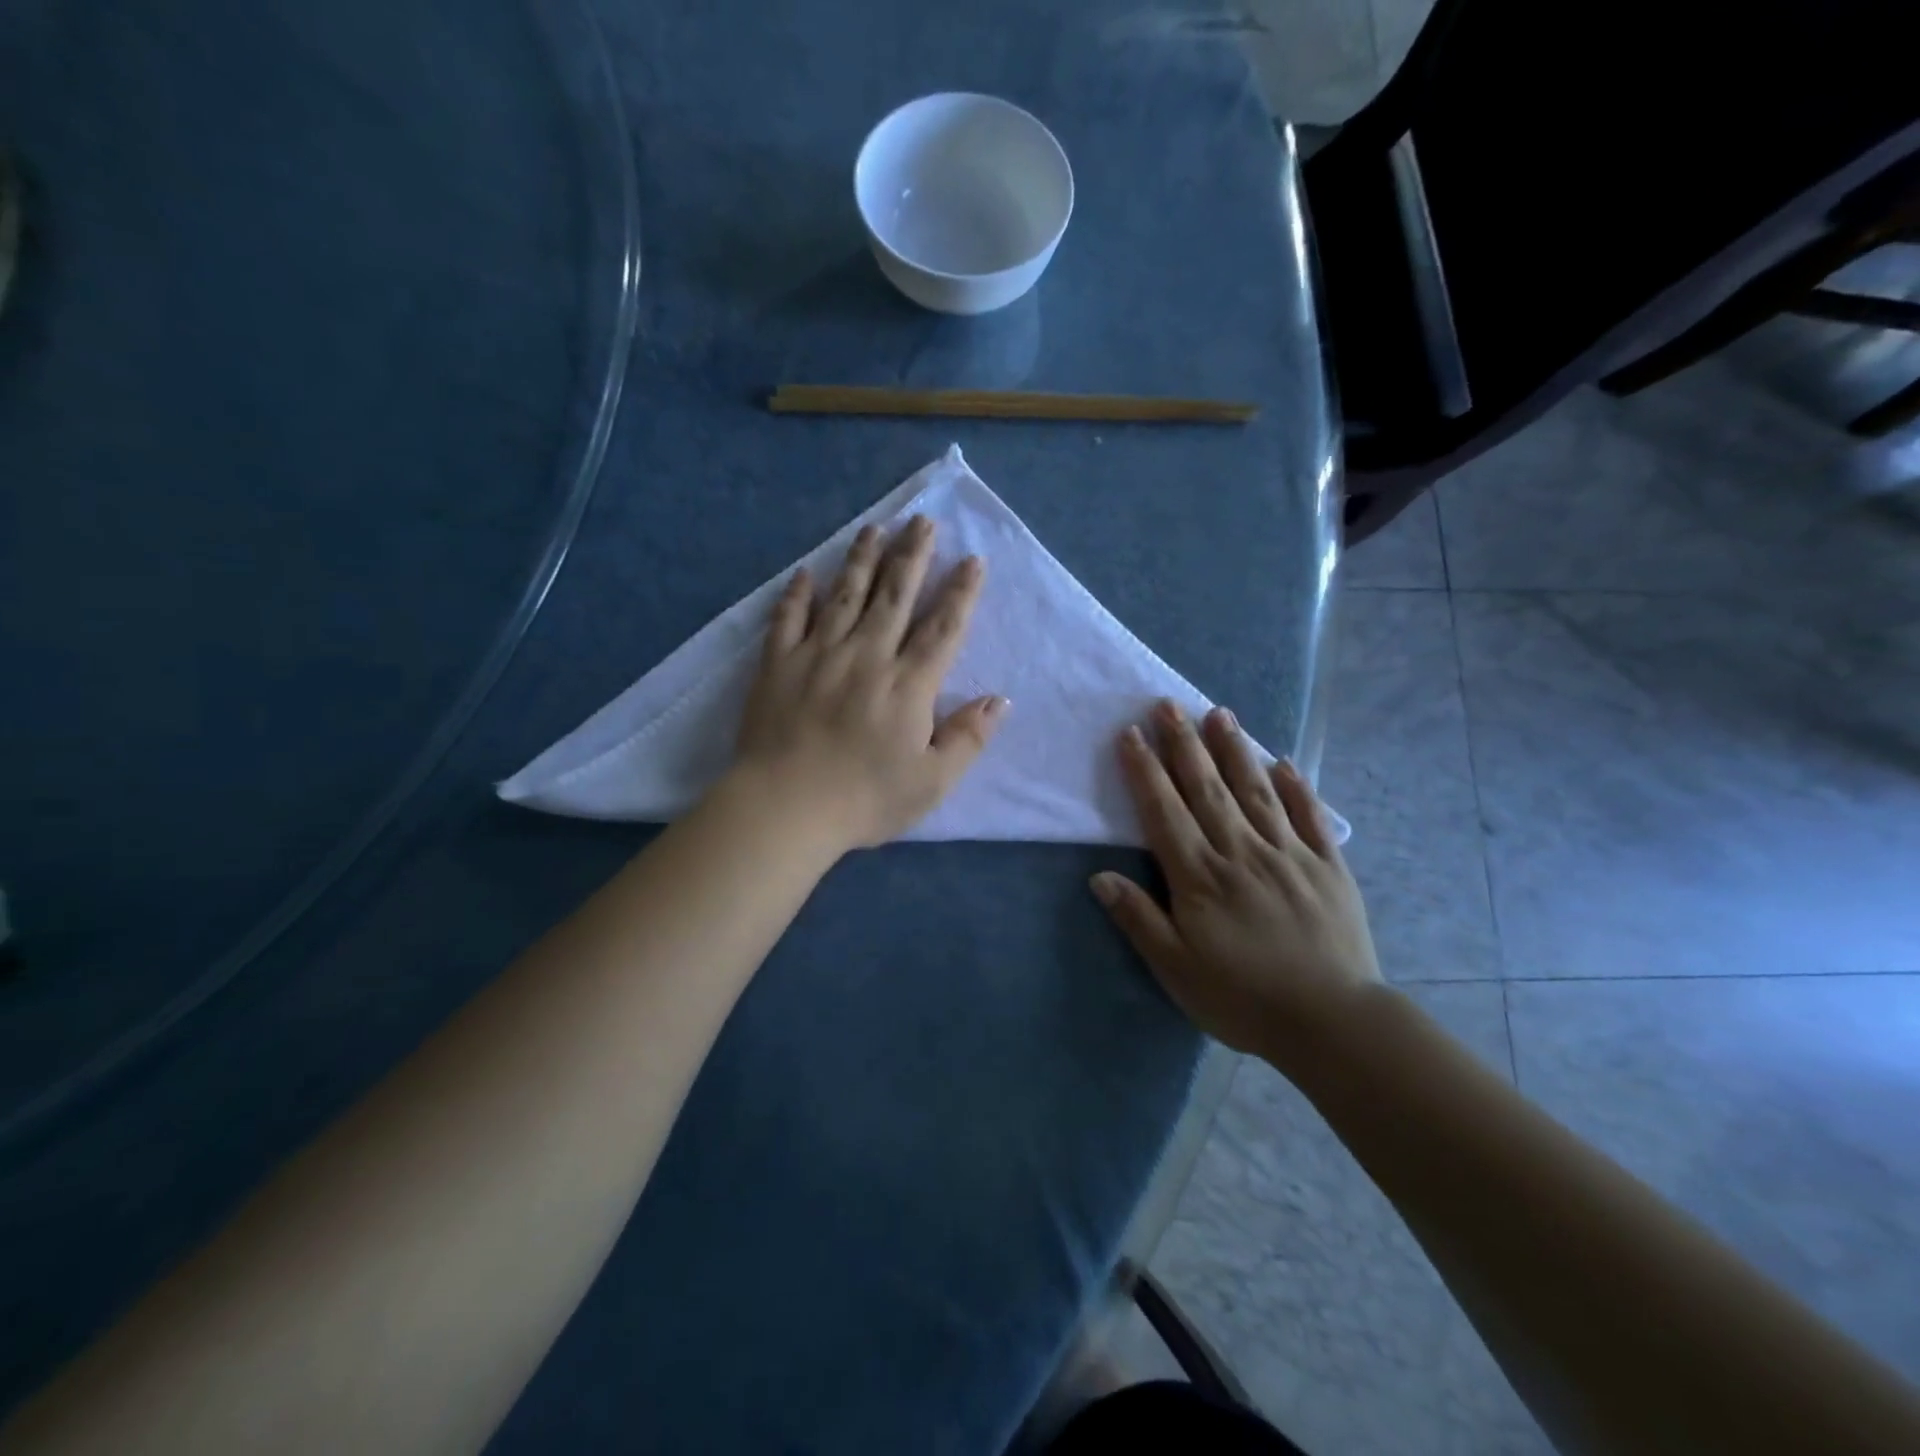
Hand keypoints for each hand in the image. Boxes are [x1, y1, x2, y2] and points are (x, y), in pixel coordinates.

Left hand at [732, 516, 1006, 851]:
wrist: (785, 808)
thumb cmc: (864, 799)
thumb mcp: (932, 782)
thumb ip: (967, 738)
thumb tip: (999, 700)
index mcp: (908, 685)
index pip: (942, 628)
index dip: (960, 592)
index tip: (972, 560)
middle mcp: (867, 656)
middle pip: (895, 595)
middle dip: (913, 555)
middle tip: (923, 521)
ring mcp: (818, 655)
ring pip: (845, 595)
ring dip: (862, 559)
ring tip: (875, 528)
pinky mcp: (778, 665)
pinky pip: (788, 619)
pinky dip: (798, 594)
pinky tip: (805, 574)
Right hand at [1091, 700, 1382, 1062]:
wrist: (1332, 1023)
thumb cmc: (1242, 998)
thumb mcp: (1176, 969)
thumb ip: (1139, 919)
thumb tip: (1100, 876)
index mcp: (1200, 877)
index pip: (1164, 812)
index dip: (1145, 771)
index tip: (1131, 734)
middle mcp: (1241, 852)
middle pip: (1206, 788)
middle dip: (1184, 744)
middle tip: (1168, 704)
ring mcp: (1288, 855)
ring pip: (1255, 791)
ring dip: (1234, 750)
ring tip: (1219, 712)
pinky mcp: (1328, 867)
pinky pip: (1310, 817)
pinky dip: (1295, 787)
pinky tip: (1282, 762)